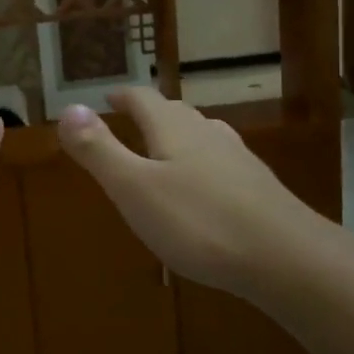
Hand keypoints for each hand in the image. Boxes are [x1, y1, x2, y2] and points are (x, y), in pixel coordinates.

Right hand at [57, 87, 318, 300]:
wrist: (285, 258)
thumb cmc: (198, 222)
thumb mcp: (134, 188)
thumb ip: (99, 150)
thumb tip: (68, 107)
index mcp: (173, 129)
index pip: (144, 99)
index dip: (124, 96)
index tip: (109, 96)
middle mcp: (208, 134)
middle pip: (175, 113)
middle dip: (151, 113)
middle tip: (132, 119)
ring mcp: (238, 160)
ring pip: (202, 135)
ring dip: (180, 136)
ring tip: (166, 147)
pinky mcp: (258, 188)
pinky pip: (221, 163)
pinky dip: (202, 164)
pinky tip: (205, 188)